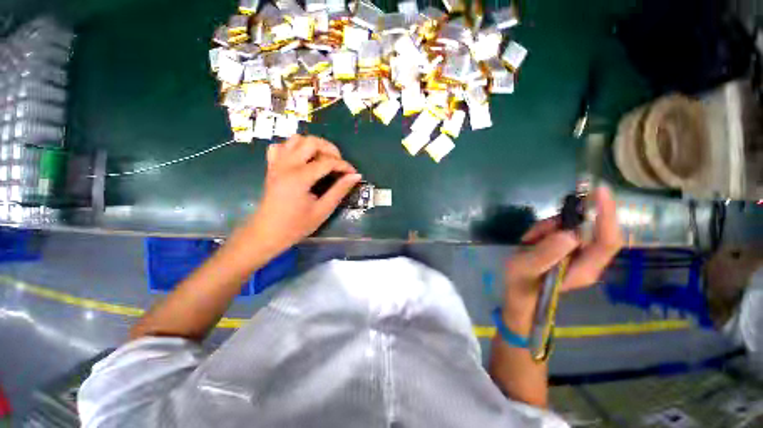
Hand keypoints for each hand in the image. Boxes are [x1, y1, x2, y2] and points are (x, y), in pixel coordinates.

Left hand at [244, 135, 360, 254]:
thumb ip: (339, 190)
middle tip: (339, 164)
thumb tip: (355, 176)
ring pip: (296, 139)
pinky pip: (281, 147)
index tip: (354, 174)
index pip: (328, 162)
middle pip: (311, 142)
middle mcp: (287, 164)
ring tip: (323, 160)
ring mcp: (277, 163)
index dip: (344, 166)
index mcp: (300, 177)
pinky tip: (301, 160)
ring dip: (313, 146)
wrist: (266, 233)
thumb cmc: (296, 225)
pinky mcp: (272, 167)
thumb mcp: (322, 210)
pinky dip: (294, 148)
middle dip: (330, 149)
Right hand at [503, 186, 622, 330]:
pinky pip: (561, 230)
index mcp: (584, 269)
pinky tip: (530, 241)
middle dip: (563, 223)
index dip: (607, 215)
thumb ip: (545, 253)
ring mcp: (577, 254)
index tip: (599, 192)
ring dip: (548, 228)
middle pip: (589, 230)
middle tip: (536, 231)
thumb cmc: (521, 285)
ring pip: (571, 228)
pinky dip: (544, 230)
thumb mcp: (526, 268)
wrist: (518, 294)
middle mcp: (588, 261)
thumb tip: (569, 233)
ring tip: (528, 241)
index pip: (608, 241)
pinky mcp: (566, 249)